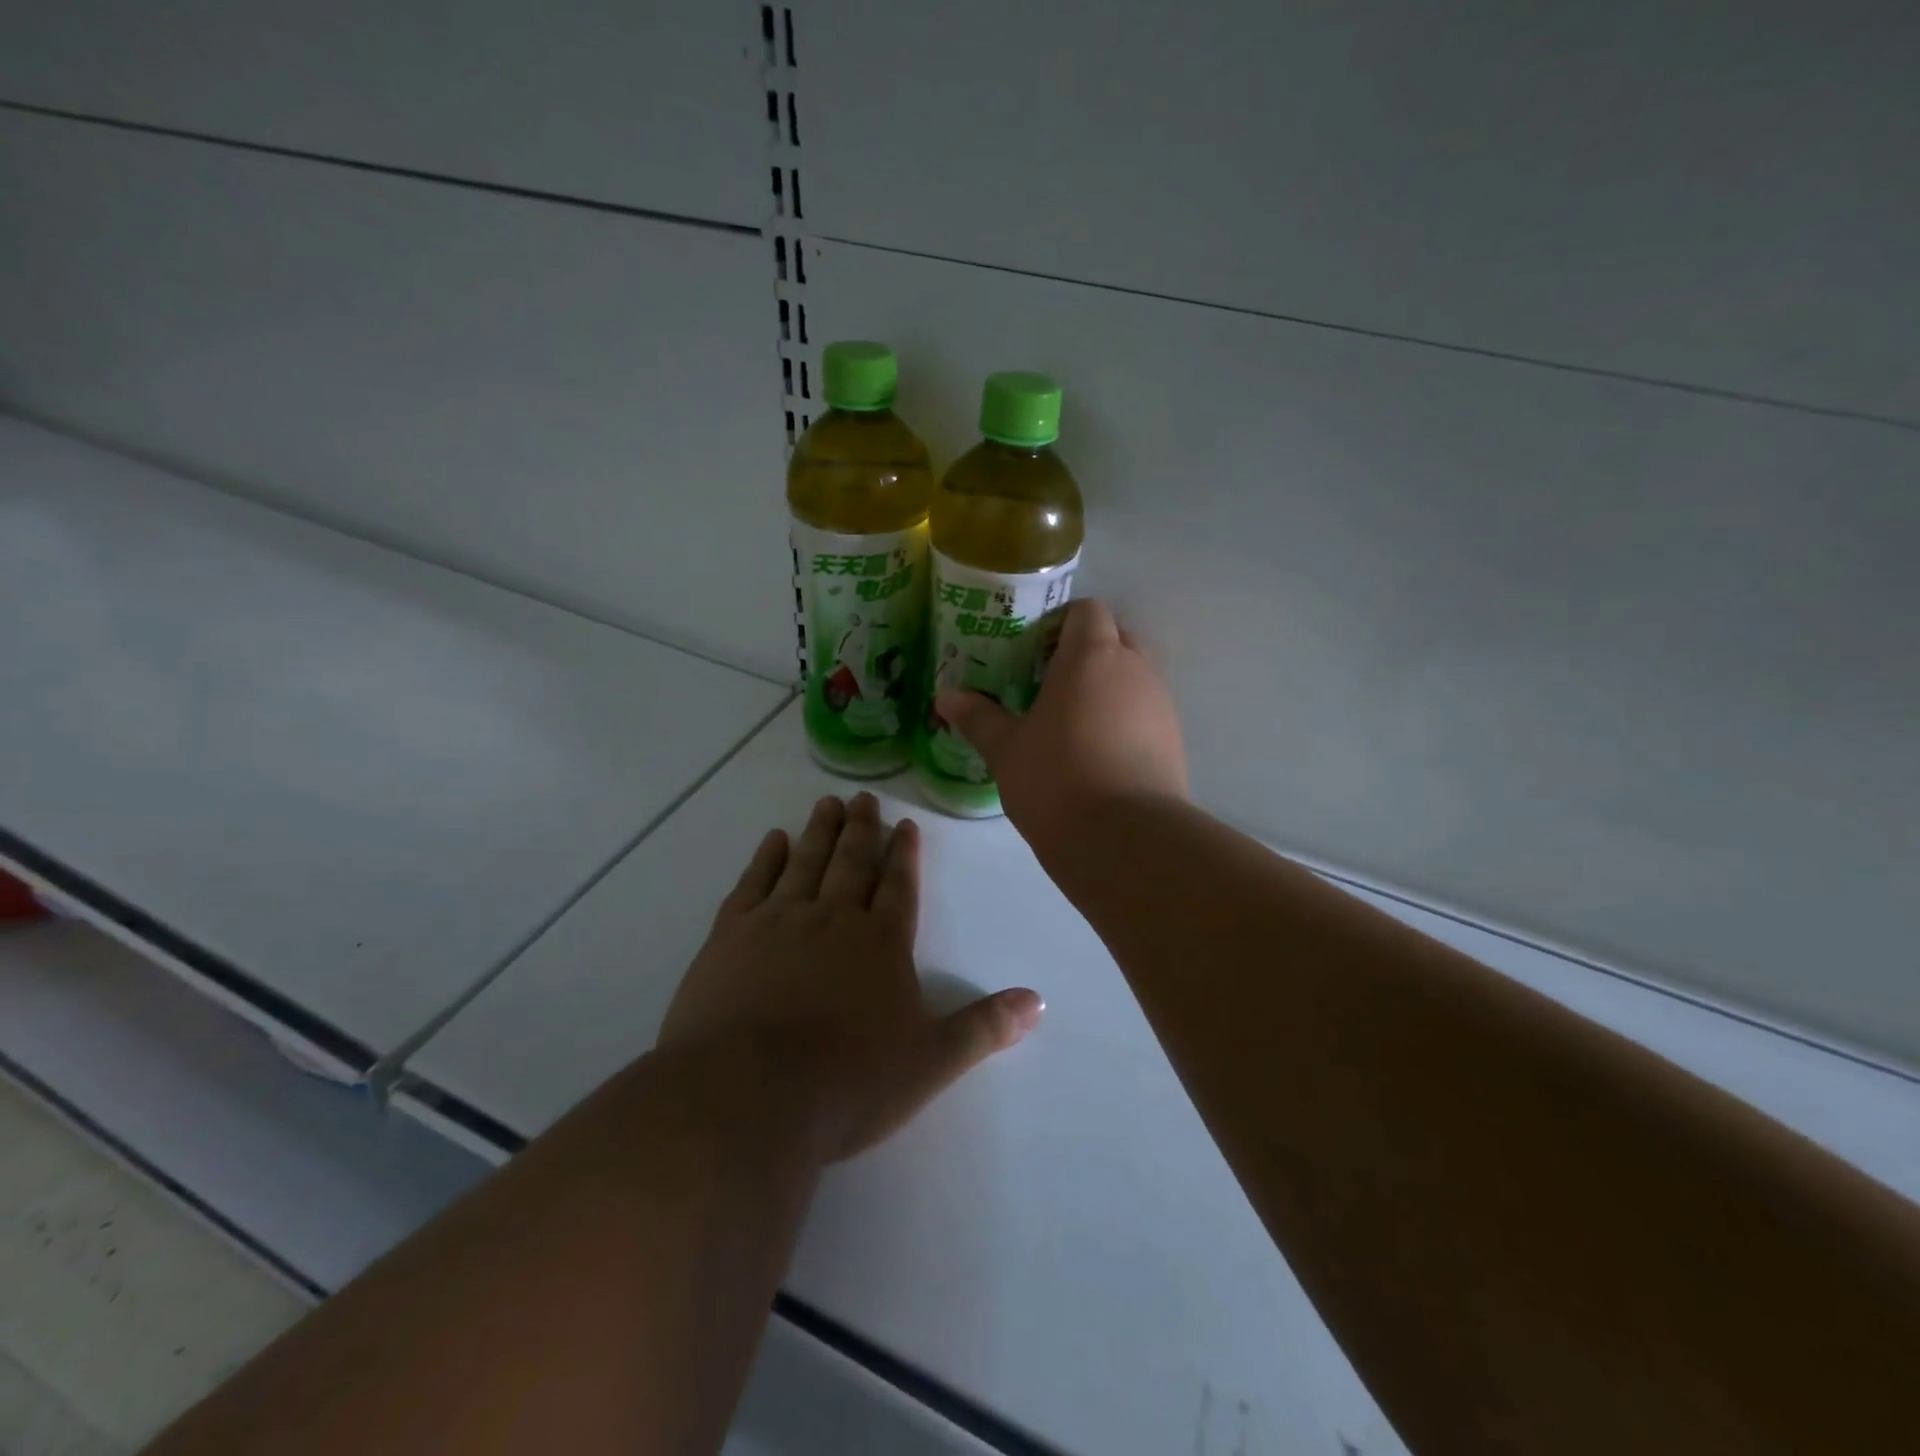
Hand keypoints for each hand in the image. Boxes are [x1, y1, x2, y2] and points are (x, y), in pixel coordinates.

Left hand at [658, 793, 1043, 1163]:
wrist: (749, 1097)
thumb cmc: (849, 1082)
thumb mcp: (931, 1062)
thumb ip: (984, 1028)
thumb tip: (1038, 1002)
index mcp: (881, 943)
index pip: (899, 886)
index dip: (904, 854)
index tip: (906, 823)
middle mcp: (833, 919)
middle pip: (851, 862)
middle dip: (861, 829)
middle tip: (863, 798)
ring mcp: (778, 922)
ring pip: (805, 863)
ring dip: (819, 832)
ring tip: (827, 803)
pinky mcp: (730, 936)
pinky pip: (753, 884)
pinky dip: (765, 859)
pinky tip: (772, 840)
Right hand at [936, 600, 1187, 855]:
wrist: (1125, 840)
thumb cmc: (1056, 780)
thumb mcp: (1006, 750)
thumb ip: (978, 718)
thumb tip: (946, 697)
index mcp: (1092, 656)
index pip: (1088, 611)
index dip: (1062, 623)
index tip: (1034, 652)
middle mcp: (1134, 669)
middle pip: (1117, 638)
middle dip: (1087, 652)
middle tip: (1050, 684)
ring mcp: (1161, 705)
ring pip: (1135, 677)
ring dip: (1108, 688)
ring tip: (1072, 723)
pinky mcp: (1175, 741)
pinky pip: (1147, 713)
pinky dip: (1125, 720)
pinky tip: (1098, 755)